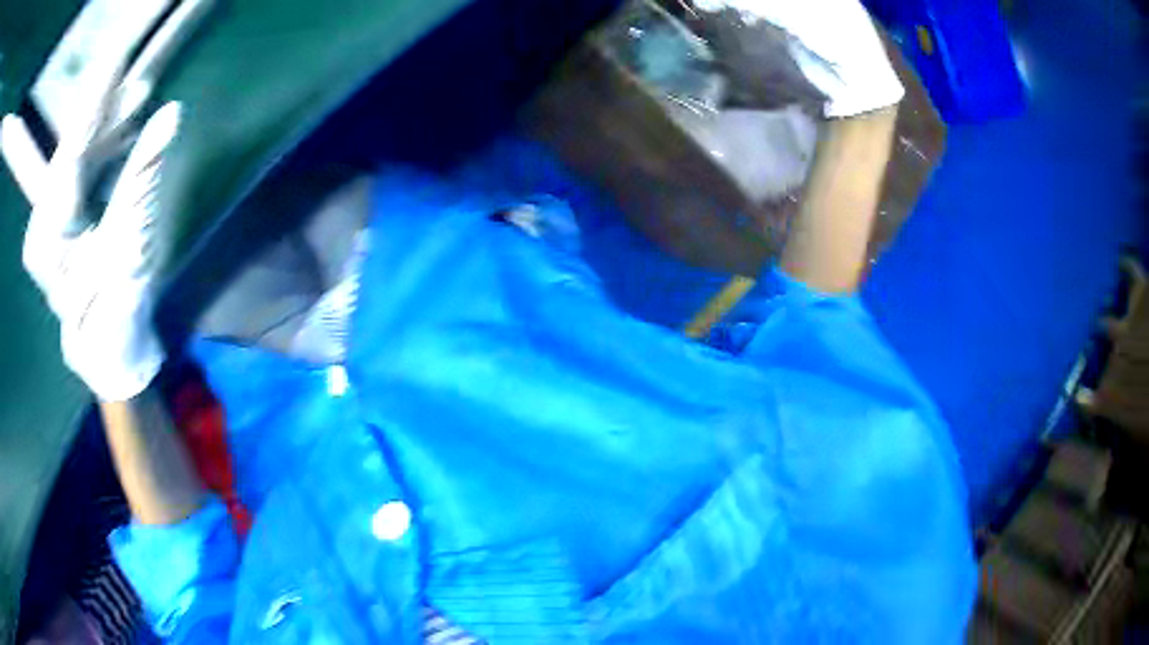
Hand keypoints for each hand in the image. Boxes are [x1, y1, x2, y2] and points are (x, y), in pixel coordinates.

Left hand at [22, 101, 181, 401]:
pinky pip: (79, 172)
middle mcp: (42, 224)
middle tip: (139, 87)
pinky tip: (124, 134)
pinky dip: (102, 150)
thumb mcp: (130, 243)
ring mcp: (49, 223)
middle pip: (72, 150)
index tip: (119, 60)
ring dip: (105, 130)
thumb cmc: (115, 311)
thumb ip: (144, 174)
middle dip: (103, 115)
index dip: (95, 104)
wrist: (105, 351)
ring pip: (75, 158)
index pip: (71, 151)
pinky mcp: (60, 222)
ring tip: (136, 104)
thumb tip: (171, 114)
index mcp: (48, 236)